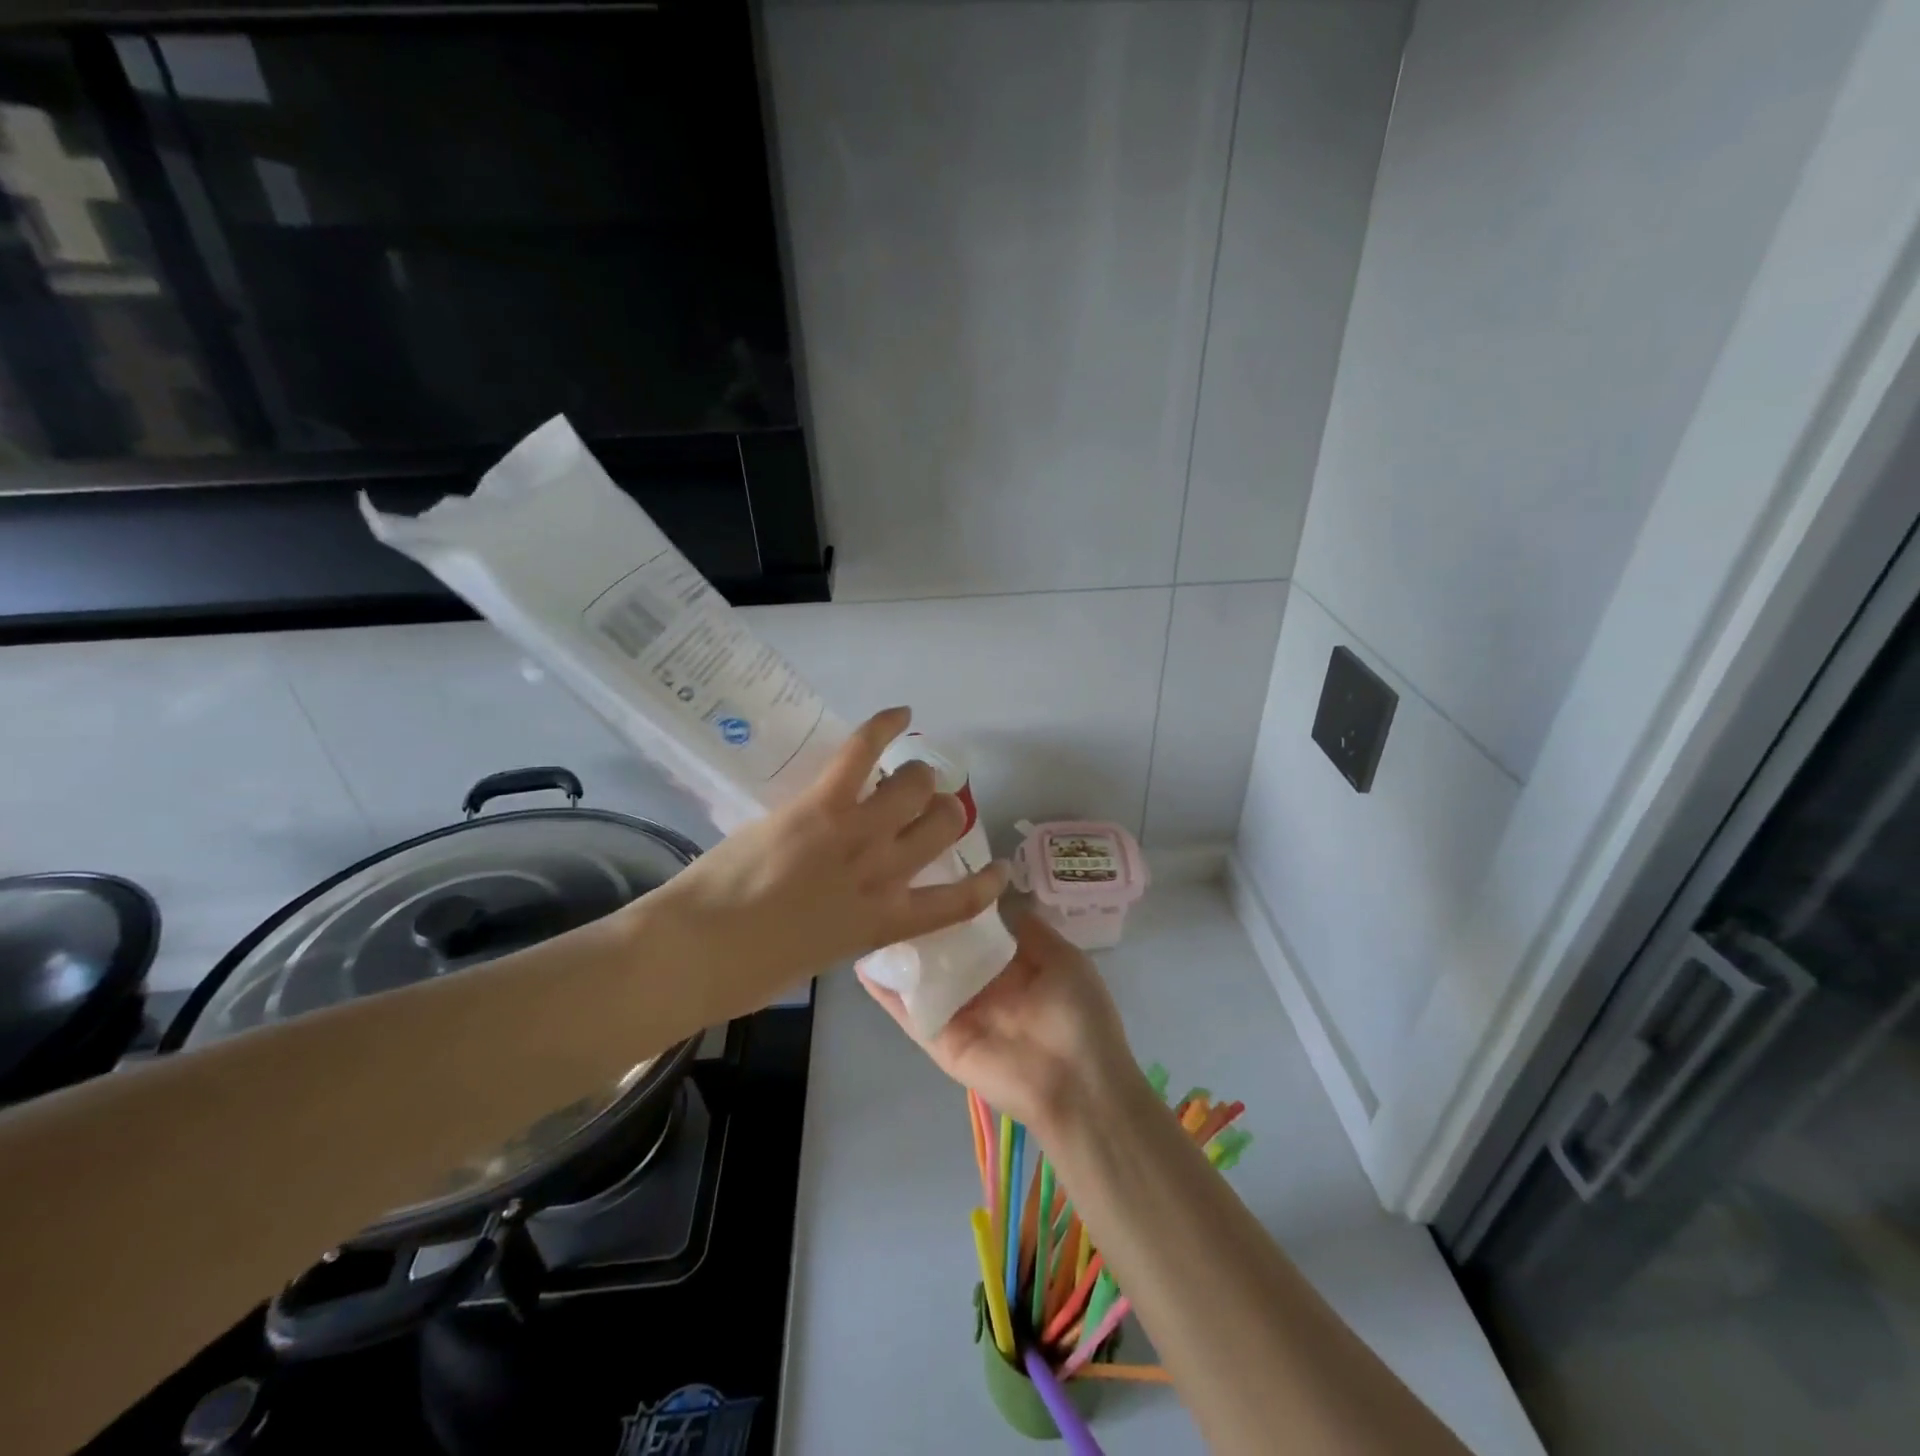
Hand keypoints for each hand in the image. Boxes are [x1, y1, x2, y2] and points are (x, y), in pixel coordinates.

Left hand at [644, 707, 1008, 1013]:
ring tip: (907, 772)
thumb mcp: (820, 954)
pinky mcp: (822, 803)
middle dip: (943, 811)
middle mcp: (885, 874)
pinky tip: (902, 714)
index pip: (958, 903)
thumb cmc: (751, 970)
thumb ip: (849, 923)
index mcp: (884, 922)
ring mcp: (856, 834)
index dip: (986, 883)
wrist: (699, 951)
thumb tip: (849, 901)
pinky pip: (863, 751)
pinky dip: (885, 726)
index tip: (997, 870)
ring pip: (916, 785)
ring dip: (918, 775)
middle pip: (944, 824)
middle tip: (923, 807)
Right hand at [861, 910, 1139, 1133]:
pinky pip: (909, 1011)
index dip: (954, 900)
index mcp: (1009, 964)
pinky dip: (886, 991)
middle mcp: (978, 984)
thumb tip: (995, 895)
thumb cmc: (1078, 1014)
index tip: (929, 868)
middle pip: (941, 948)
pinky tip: (863, 962)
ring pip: (919, 976)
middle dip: (920, 921)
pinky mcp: (939, 1039)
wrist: (1078, 1083)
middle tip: (888, 884)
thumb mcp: (1062, 958)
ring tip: (865, 913)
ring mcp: (956, 1011)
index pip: (972, 927)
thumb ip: (1027, 929)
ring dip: (897, 951)